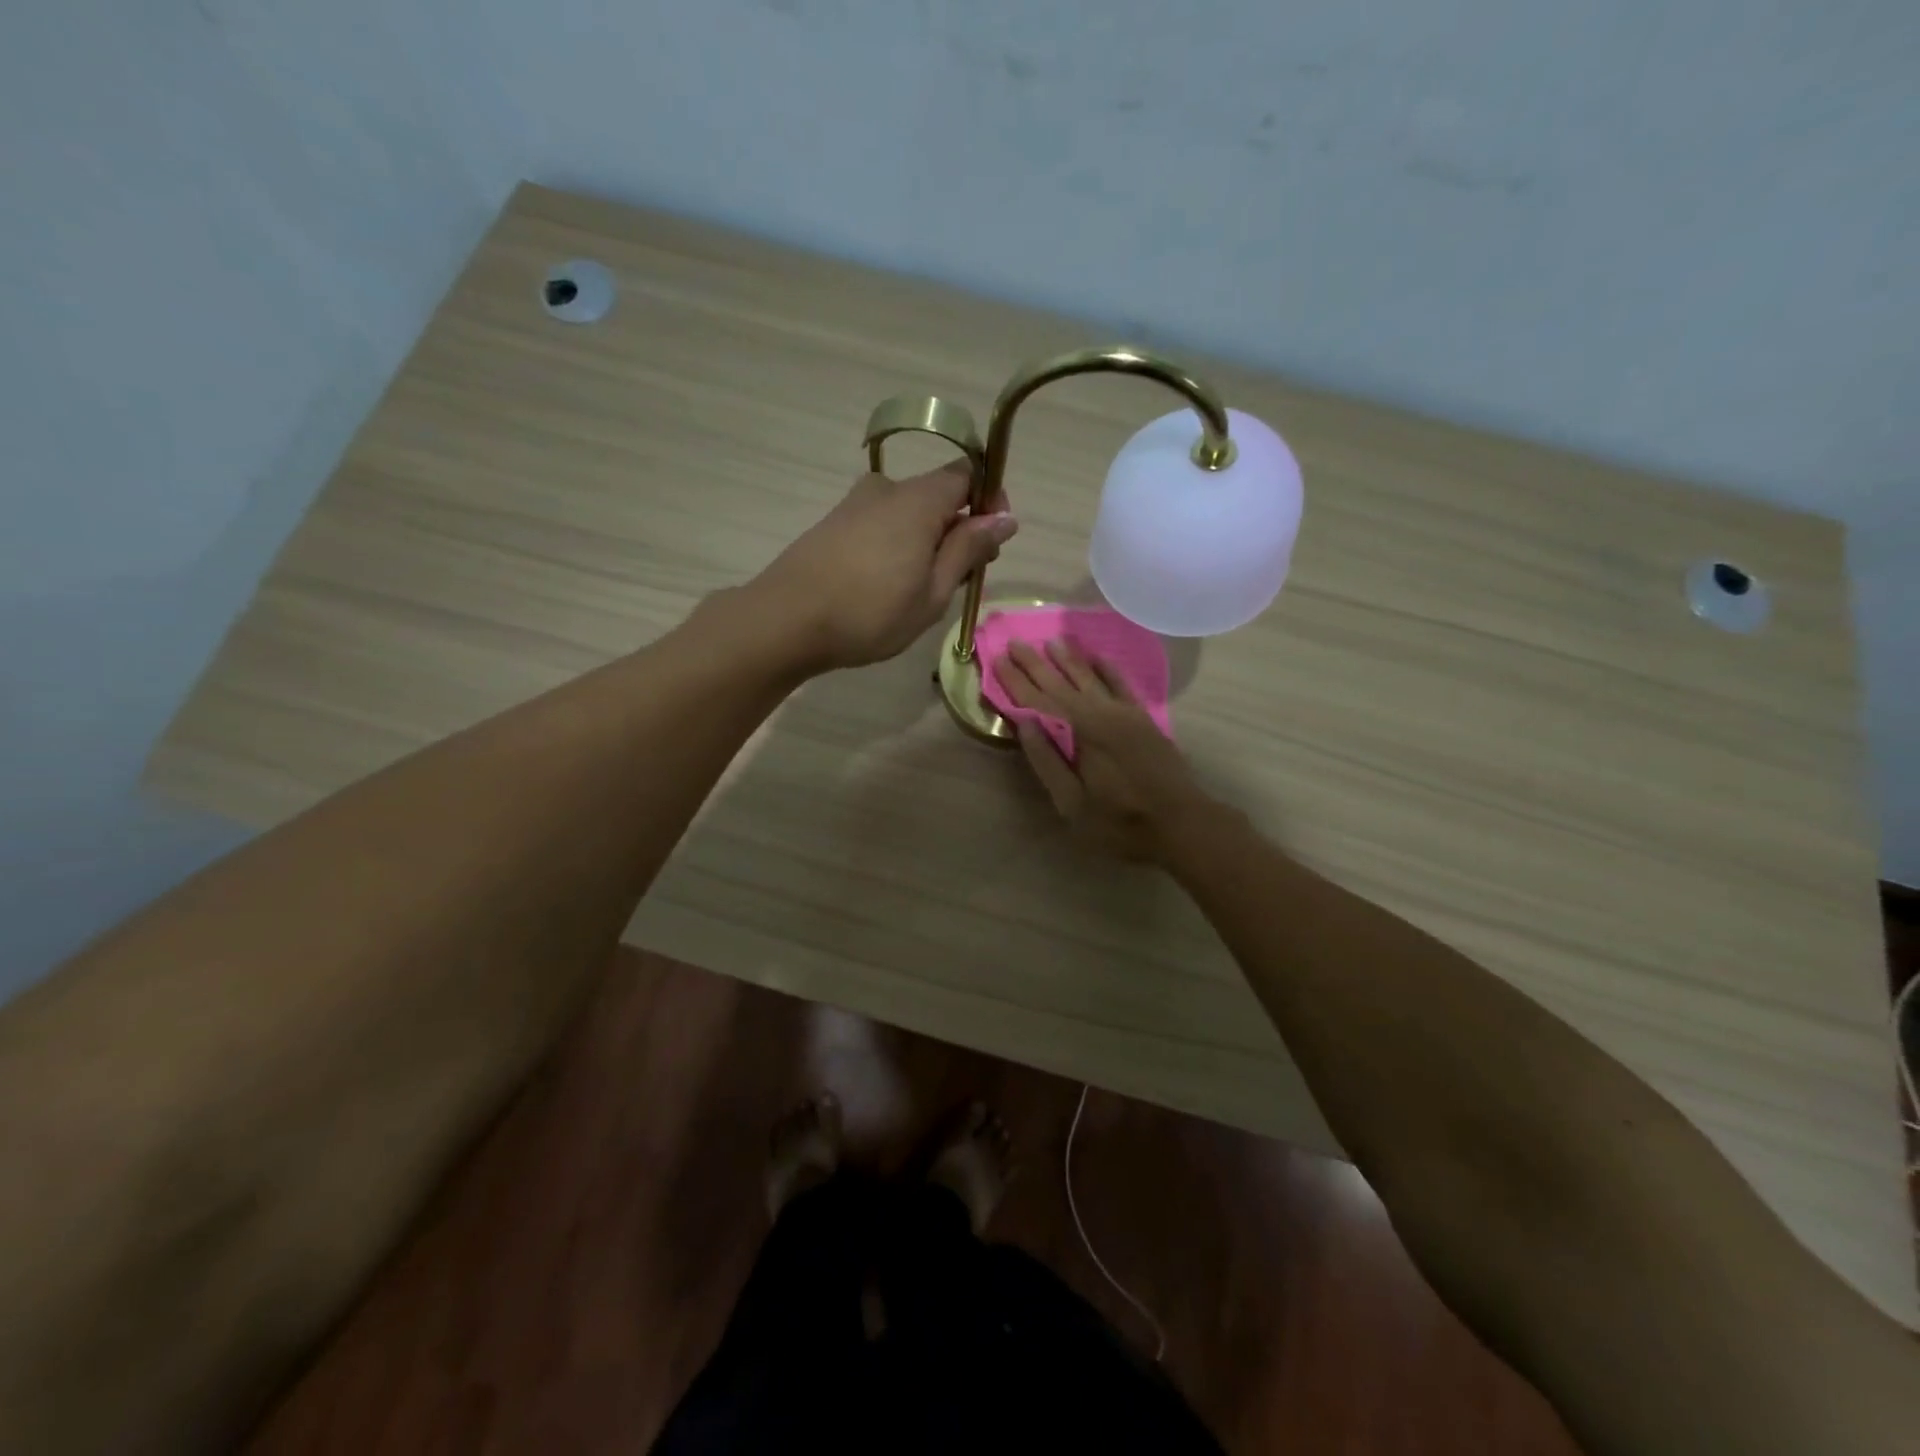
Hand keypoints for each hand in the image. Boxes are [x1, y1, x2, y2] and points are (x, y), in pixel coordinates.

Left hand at [749, 461, 1016, 672]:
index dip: (988, 502)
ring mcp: (855, 504)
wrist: (785, 621)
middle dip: (959, 529)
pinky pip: (883, 525)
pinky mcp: (834, 524)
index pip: (968, 474)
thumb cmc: (870, 613)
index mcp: (919, 499)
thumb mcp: (933, 591)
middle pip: (938, 494)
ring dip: (928, 542)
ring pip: (909, 513)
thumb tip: (1004, 517)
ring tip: (922, 591)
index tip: (993, 542)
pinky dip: (898, 546)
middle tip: (960, 579)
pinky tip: (888, 586)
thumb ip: (969, 549)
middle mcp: (887, 489)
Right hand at [994, 639, 1211, 862]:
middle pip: (1059, 683)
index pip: (1036, 701)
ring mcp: (1123, 713)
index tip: (997, 659)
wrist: (1181, 822)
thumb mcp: (1072, 804)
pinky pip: (1121, 684)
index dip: (1015, 681)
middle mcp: (1097, 714)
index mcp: (1076, 734)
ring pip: (1089, 677)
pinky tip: (1096, 657)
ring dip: (1068, 658)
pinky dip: (1107, 668)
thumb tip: (1024, 724)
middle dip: (1034, 663)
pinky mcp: (1143, 719)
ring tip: (1050, 641)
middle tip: (1014, 641)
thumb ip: (1047, 762)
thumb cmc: (1119, 822)